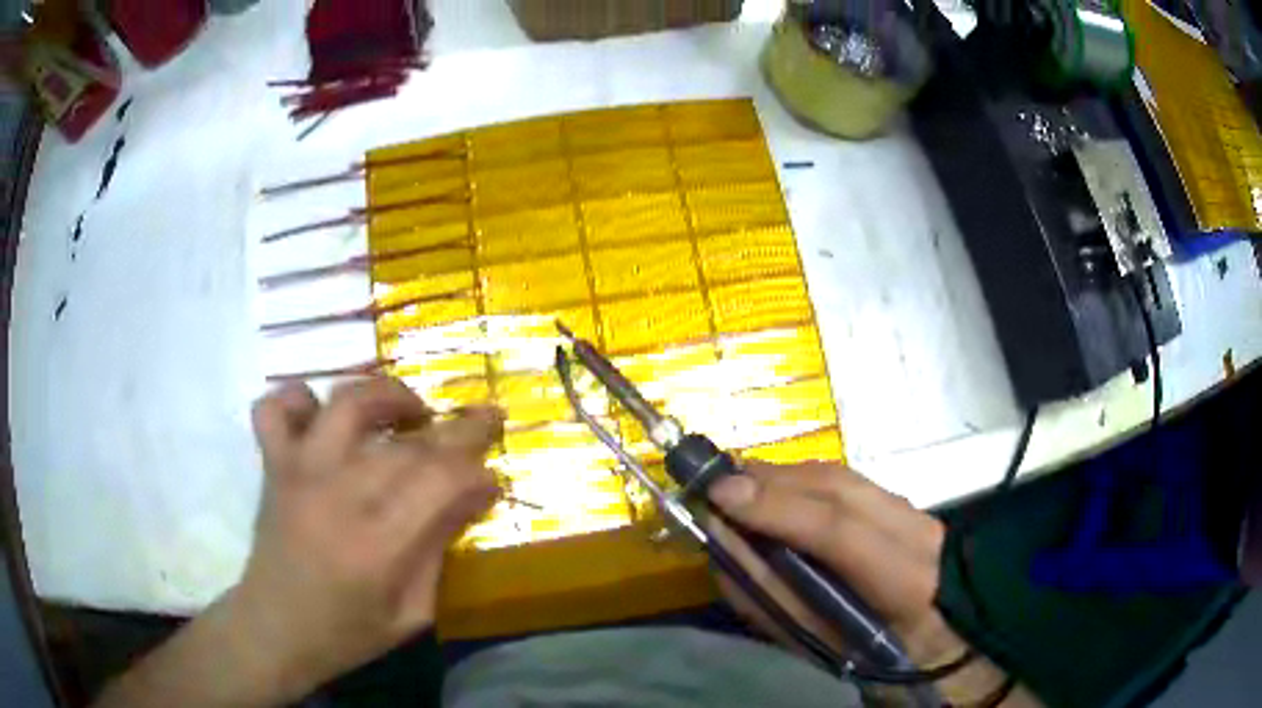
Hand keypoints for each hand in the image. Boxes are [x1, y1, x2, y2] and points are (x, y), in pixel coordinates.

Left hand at [229, 378, 502, 701]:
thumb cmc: (348, 632)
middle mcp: (338, 493)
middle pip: (408, 442)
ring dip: (389, 396)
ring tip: (410, 414)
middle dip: (458, 428)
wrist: (275, 629)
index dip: (478, 470)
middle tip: (480, 426)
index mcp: (379, 545)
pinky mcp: (273, 463)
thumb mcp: (412, 613)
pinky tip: (322, 419)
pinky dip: (300, 399)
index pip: (442, 480)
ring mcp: (300, 470)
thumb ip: (439, 550)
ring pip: (349, 401)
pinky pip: (277, 406)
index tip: (493, 477)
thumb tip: (474, 496)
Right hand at [707, 462, 1037, 705]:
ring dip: (786, 475)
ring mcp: (917, 516)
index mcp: (906, 583)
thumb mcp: (833, 652)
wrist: (957, 647)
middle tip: (718, 484)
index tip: (720, 496)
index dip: (777, 507)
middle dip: (773, 479)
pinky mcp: (909, 510)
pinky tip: (781, 491)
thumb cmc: (893, 663)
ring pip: (845, 477)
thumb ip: (780, 607)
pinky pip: (850, 485)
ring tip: (740, 484)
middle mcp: (916, 534)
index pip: (840, 530)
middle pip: (840, 486)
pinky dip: (807, 482)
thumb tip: (729, 559)